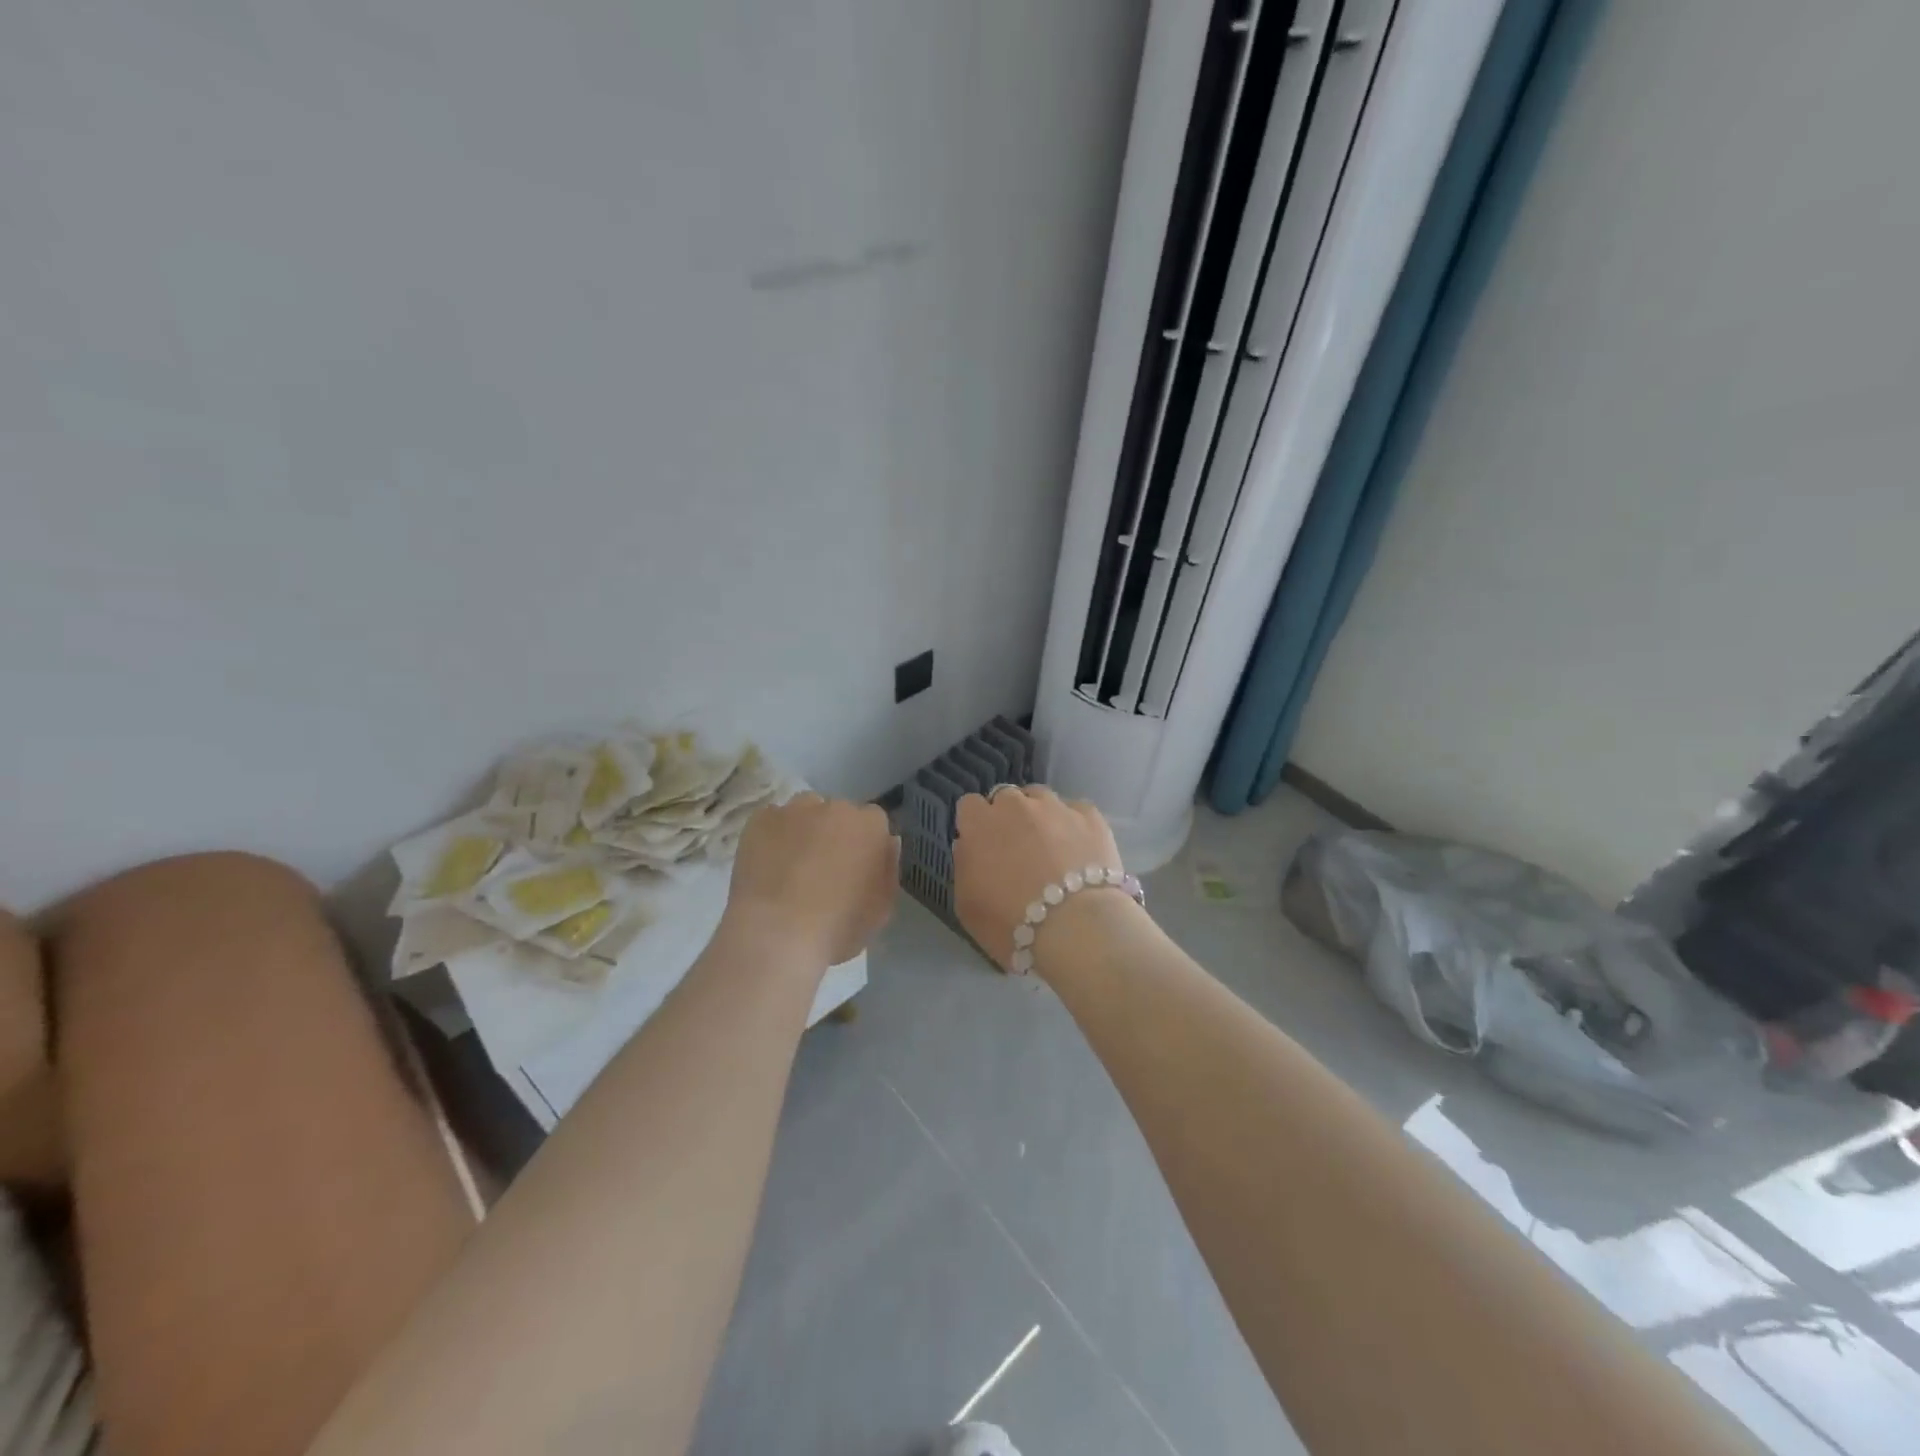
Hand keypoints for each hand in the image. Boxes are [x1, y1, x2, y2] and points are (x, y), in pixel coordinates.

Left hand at [723, 794, 898, 966]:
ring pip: (804, 812)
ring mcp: (794, 810)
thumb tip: (887, 842)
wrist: (777, 935)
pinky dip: (772, 837)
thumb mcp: (882, 908)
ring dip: (803, 829)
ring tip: (792, 865)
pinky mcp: (760, 820)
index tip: (856, 866)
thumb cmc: (839, 927)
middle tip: (823, 868)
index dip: (864, 843)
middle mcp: (834, 807)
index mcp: (870, 825)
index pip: (873, 821)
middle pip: (838, 813)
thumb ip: (888, 868)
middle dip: (834, 833)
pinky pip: (771, 821)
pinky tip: (767, 865)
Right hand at [953, 787, 1125, 970]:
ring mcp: (1056, 806)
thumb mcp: (967, 905)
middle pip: (1006, 798)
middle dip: (1008, 817)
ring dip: (1041, 816)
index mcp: (980, 823)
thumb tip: (970, 846)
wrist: (1075, 927)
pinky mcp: (1090, 816)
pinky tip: (1080, 851)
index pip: (969, 806)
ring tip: (1051, 848)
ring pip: (1042, 798)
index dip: (976, 825)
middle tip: (1017, 851)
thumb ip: (964, 865)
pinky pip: (1077, 812)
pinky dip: (1075, 826)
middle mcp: (1016, 805)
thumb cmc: (1010, 923)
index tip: (983, 847)